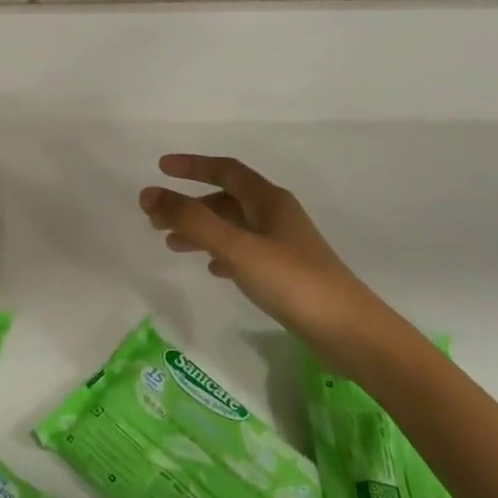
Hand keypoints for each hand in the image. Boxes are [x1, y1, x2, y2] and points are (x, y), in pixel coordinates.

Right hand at [140, 154, 409, 374]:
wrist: (349, 332)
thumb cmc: (291, 281)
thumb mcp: (235, 246)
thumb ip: (190, 220)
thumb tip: (148, 194)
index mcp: (268, 200)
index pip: (225, 169)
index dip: (192, 165)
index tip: (160, 167)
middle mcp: (276, 216)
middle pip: (226, 199)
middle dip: (190, 205)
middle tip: (156, 219)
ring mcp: (283, 245)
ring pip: (232, 226)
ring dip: (201, 230)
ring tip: (172, 246)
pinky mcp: (285, 273)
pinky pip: (244, 252)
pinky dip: (221, 253)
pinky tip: (211, 269)